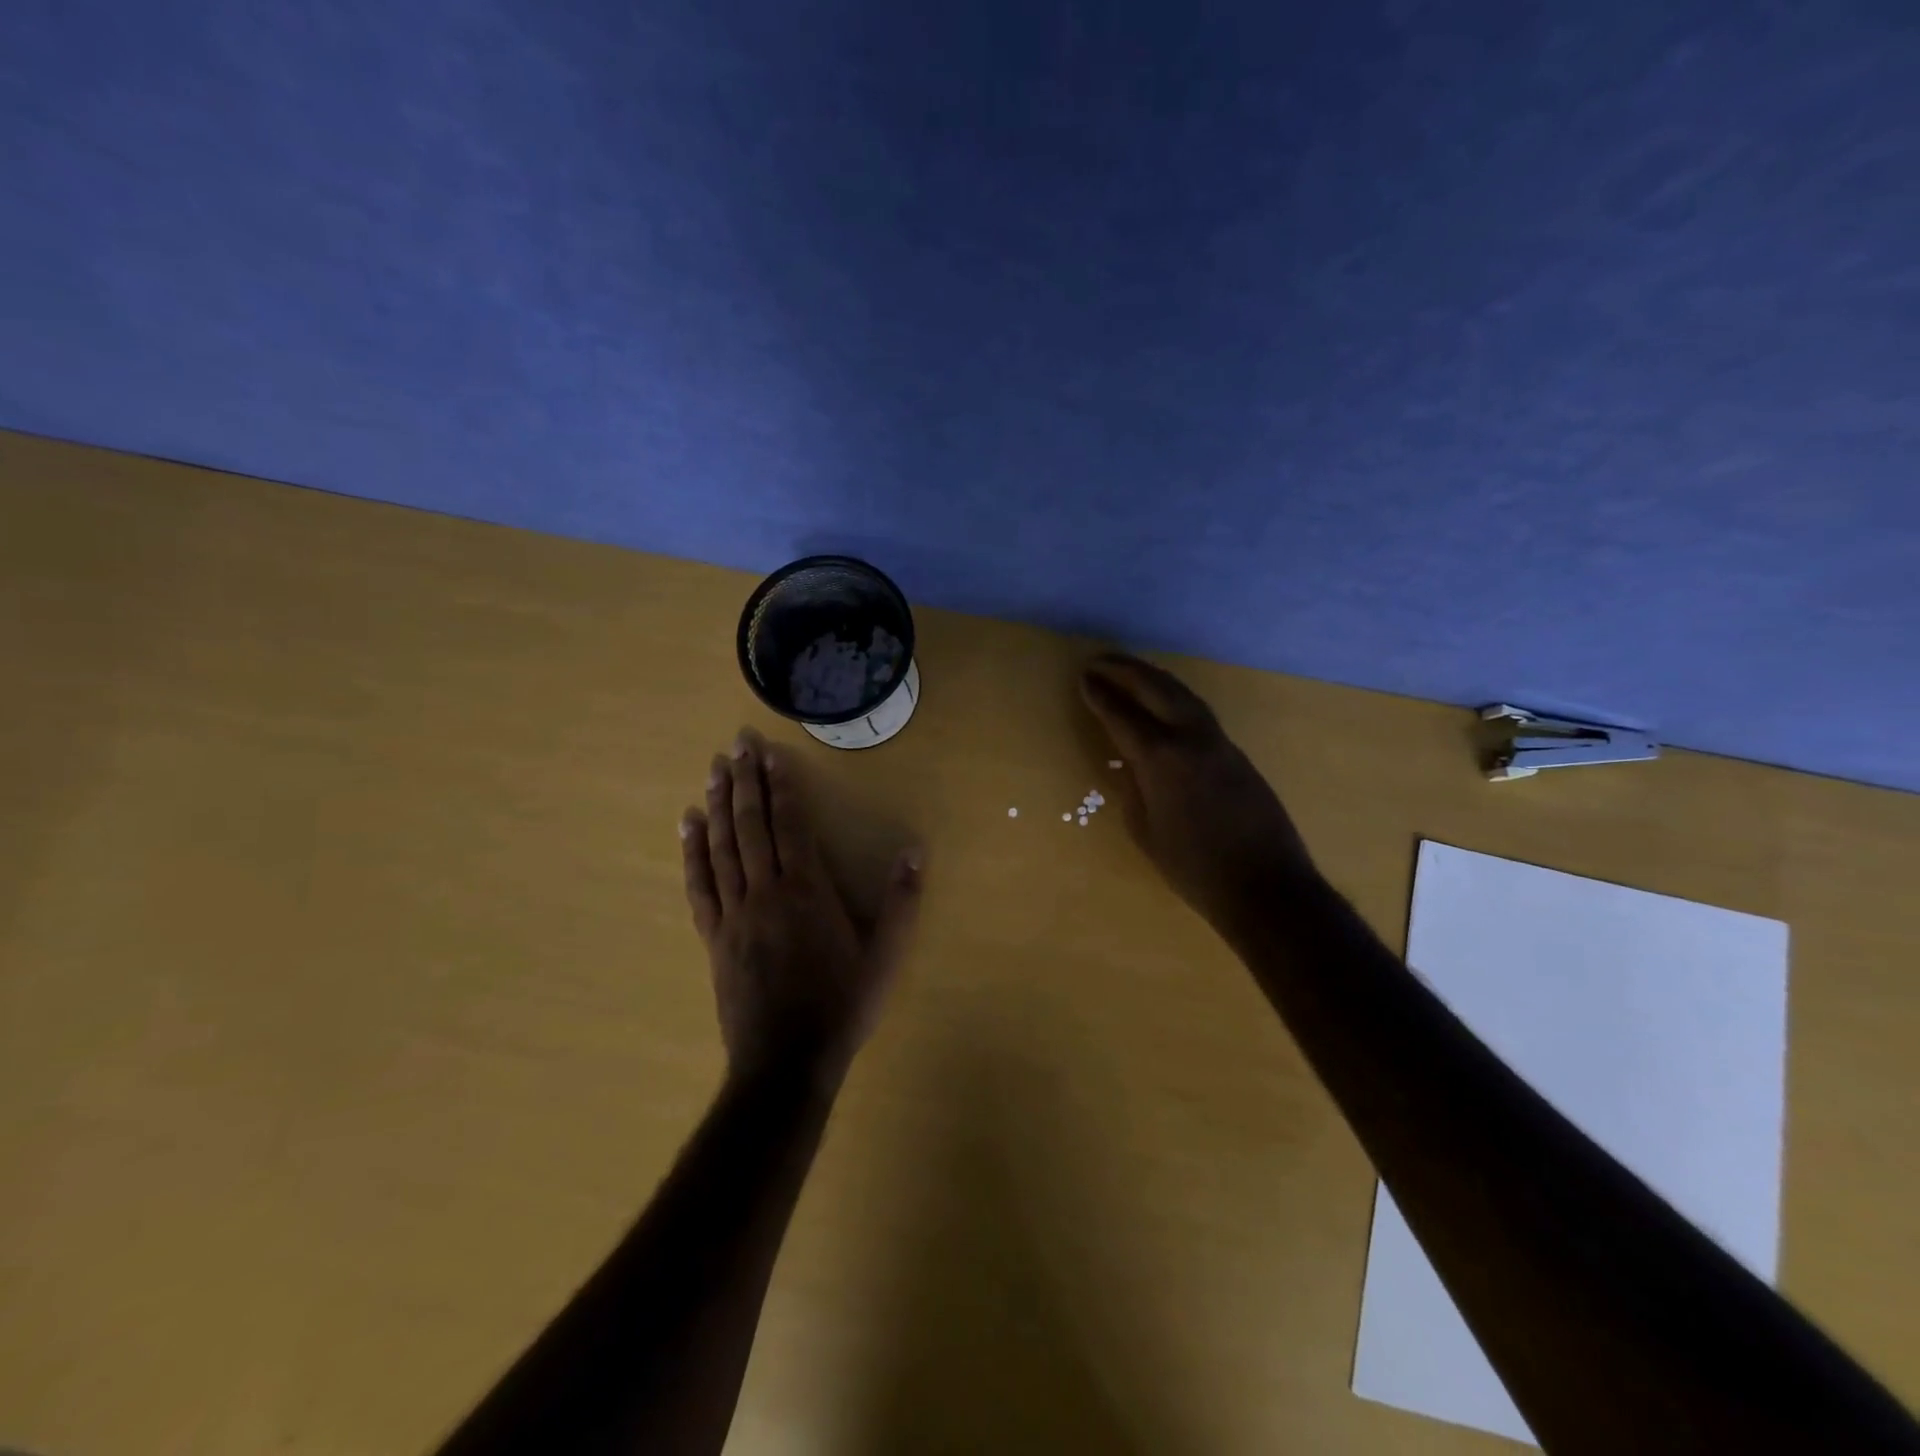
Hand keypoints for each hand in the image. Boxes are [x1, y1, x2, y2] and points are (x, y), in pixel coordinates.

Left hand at [680, 727, 923, 1087]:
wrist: (786, 1062)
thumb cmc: (842, 1006)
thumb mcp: (885, 956)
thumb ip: (902, 901)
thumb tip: (915, 850)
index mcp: (806, 891)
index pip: (789, 824)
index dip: (779, 786)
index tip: (769, 753)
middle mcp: (765, 892)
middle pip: (750, 826)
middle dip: (744, 782)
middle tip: (735, 744)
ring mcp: (734, 914)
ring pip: (721, 848)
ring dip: (718, 806)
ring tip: (713, 771)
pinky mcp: (714, 937)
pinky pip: (700, 886)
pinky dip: (692, 853)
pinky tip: (688, 826)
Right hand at [1081, 653, 1318, 940]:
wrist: (1265, 886)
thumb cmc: (1193, 868)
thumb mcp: (1145, 832)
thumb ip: (1133, 788)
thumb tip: (1131, 762)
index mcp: (1162, 759)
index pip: (1122, 715)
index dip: (1100, 695)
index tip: (1084, 678)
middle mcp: (1191, 738)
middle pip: (1156, 689)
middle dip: (1126, 670)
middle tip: (1100, 660)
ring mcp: (1219, 742)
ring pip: (1183, 695)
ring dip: (1153, 678)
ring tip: (1129, 671)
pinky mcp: (1237, 753)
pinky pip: (1198, 712)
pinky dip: (1174, 698)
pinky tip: (1164, 703)